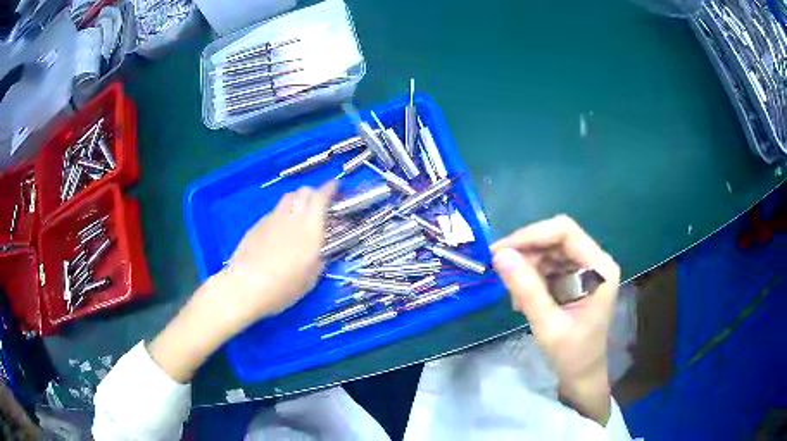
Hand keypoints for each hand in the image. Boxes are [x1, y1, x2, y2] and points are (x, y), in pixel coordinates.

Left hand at [148, 182, 334, 382]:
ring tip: (300, 216)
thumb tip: (323, 246)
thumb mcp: (311, 277)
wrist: (245, 286)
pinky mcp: (258, 224)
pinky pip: (275, 211)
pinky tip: (280, 232)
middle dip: (315, 194)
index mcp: (310, 228)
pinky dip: (283, 214)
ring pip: (288, 198)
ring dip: (298, 201)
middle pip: (304, 191)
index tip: (337, 189)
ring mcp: (272, 218)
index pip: (322, 196)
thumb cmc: (283, 287)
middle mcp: (292, 217)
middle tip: (319, 207)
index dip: (331, 188)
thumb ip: (321, 256)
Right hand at [490, 215, 620, 424]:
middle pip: (556, 239)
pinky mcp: (575, 278)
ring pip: (549, 251)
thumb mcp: (547, 324)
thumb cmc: (572, 354)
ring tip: (514, 296)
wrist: (582, 375)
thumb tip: (499, 255)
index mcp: (599, 268)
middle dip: (526, 252)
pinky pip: (548, 265)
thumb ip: (526, 289)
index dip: (531, 235)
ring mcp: (585, 269)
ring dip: (527, 267)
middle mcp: (595, 261)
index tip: (501, 251)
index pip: (565, 232)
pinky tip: (522, 299)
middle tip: (500, 272)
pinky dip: (531, 277)